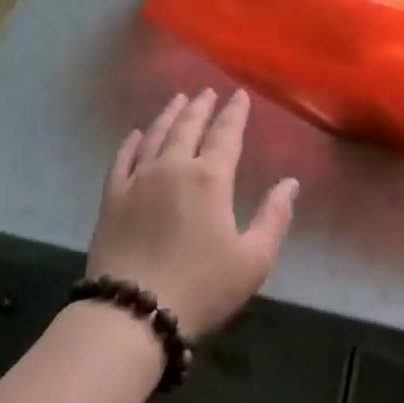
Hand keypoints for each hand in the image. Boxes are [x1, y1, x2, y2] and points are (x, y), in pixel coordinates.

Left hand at [87, 89, 297, 337]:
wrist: (133, 311)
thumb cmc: (202, 287)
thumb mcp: (253, 260)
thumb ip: (274, 217)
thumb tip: (291, 183)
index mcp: (209, 179)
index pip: (225, 135)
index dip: (234, 113)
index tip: (239, 96)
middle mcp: (172, 167)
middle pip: (188, 127)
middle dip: (200, 107)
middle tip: (207, 91)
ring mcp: (138, 180)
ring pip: (155, 135)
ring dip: (169, 115)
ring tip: (178, 100)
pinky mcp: (112, 197)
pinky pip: (122, 159)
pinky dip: (131, 142)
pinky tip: (135, 134)